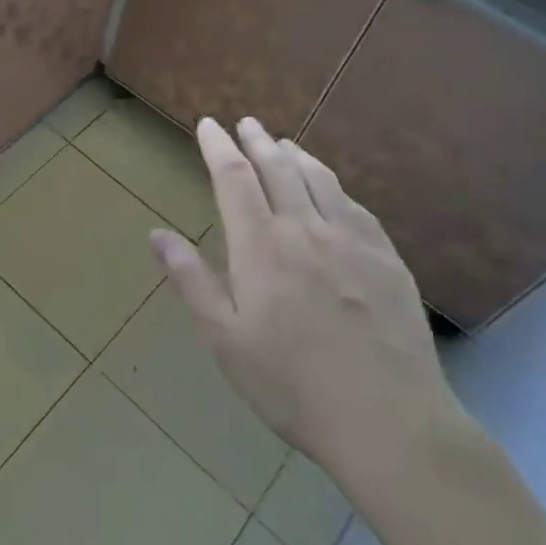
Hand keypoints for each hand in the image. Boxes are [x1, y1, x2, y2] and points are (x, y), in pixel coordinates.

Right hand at [151, 117, 465, 501]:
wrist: (389, 422)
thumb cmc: (291, 385)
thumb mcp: (224, 340)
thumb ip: (190, 281)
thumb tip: (156, 234)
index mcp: (260, 246)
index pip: (234, 177)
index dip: (218, 146)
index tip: (208, 124)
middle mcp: (305, 229)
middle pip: (278, 168)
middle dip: (257, 141)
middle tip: (246, 123)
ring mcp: (352, 241)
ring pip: (320, 180)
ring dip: (297, 155)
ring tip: (284, 144)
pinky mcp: (387, 260)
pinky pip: (355, 206)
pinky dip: (335, 186)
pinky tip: (333, 190)